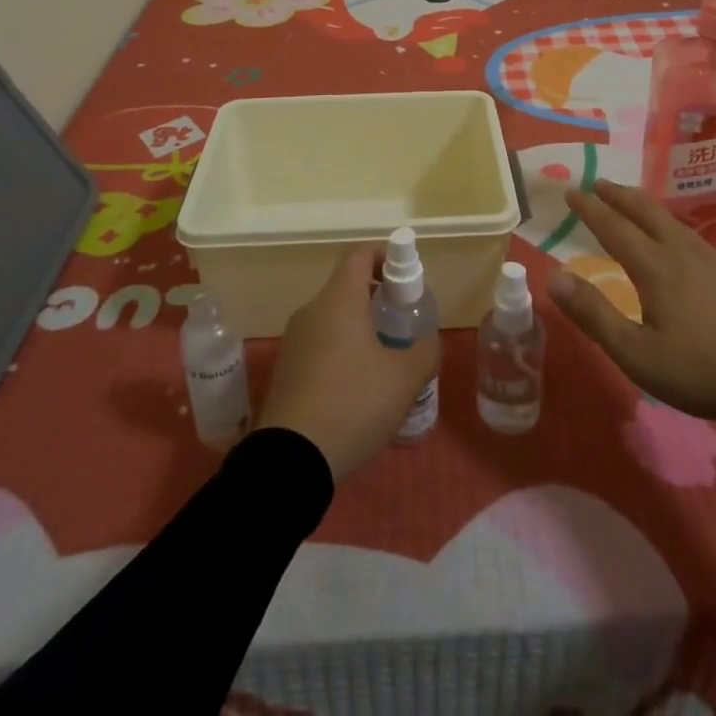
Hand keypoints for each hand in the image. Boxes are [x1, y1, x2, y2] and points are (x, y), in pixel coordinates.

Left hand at [260, 246, 439, 482]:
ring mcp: (294, 341)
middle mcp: (312, 311)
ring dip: (360, 329)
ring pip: (333, 319)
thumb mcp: (404, 379)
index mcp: (339, 300)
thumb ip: (425, 351)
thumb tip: (429, 341)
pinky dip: (342, 352)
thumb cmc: (353, 404)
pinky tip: (359, 390)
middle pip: (347, 287)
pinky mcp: (286, 370)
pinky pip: (320, 345)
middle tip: (403, 326)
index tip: (406, 282)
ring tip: (386, 363)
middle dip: (378, 300)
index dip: (385, 257)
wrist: (290, 461)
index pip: (359, 254)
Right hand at [549, 181, 715, 423]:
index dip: (590, 208)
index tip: (571, 191)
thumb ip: (594, 315)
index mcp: (655, 267)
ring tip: (631, 205)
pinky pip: (690, 234)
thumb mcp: (637, 354)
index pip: (614, 227)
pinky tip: (676, 238)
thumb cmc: (701, 370)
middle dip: (618, 195)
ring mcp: (712, 259)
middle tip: (598, 183)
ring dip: (644, 206)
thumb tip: (553, 277)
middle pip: (645, 211)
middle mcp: (681, 252)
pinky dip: (668, 224)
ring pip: (670, 220)